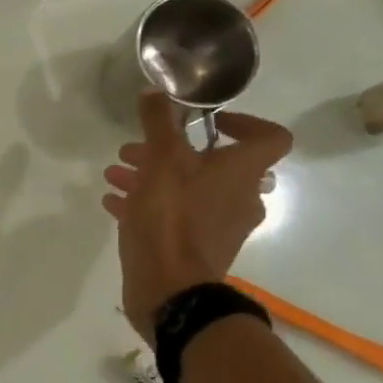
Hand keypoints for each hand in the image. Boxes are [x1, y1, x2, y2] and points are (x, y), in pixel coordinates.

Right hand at [101, 92, 292, 338]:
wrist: (169, 290)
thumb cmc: (171, 220)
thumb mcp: (160, 163)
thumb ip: (159, 124)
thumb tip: (156, 91)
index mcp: (242, 173)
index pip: (269, 136)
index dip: (243, 122)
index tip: (207, 122)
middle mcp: (240, 197)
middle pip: (214, 164)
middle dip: (170, 152)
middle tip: (133, 150)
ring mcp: (220, 227)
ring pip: (190, 190)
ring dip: (153, 178)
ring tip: (115, 175)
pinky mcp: (197, 250)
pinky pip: (176, 217)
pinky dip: (149, 205)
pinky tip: (114, 204)